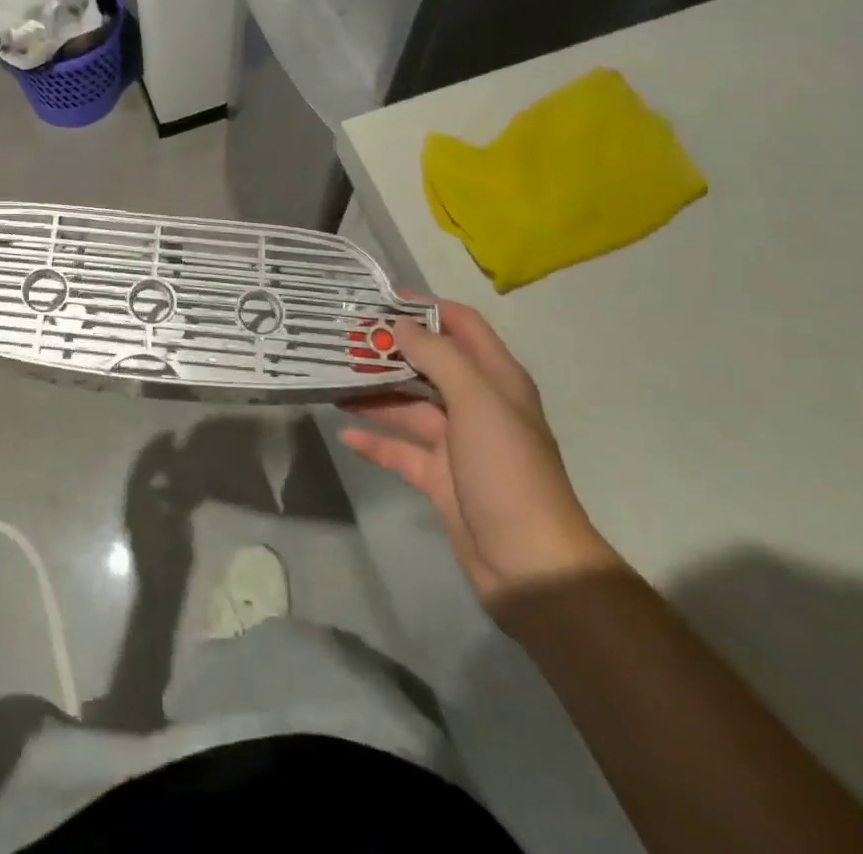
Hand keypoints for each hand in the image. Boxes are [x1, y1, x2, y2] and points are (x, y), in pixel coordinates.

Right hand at [340, 301, 619, 619]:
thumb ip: (437, 356)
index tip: (380, 298)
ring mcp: (456, 443)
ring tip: (331, 378)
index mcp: (496, 380)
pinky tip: (344, 433)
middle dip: (389, 350)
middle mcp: (476, 405)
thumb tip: (399, 325)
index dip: (426, 307)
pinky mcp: (438, 477)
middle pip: (428, 364)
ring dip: (374, 393)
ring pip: (407, 406)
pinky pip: (399, 450)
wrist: (530, 564)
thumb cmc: (507, 469)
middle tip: (343, 337)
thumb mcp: (476, 401)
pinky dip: (374, 440)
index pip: (462, 326)